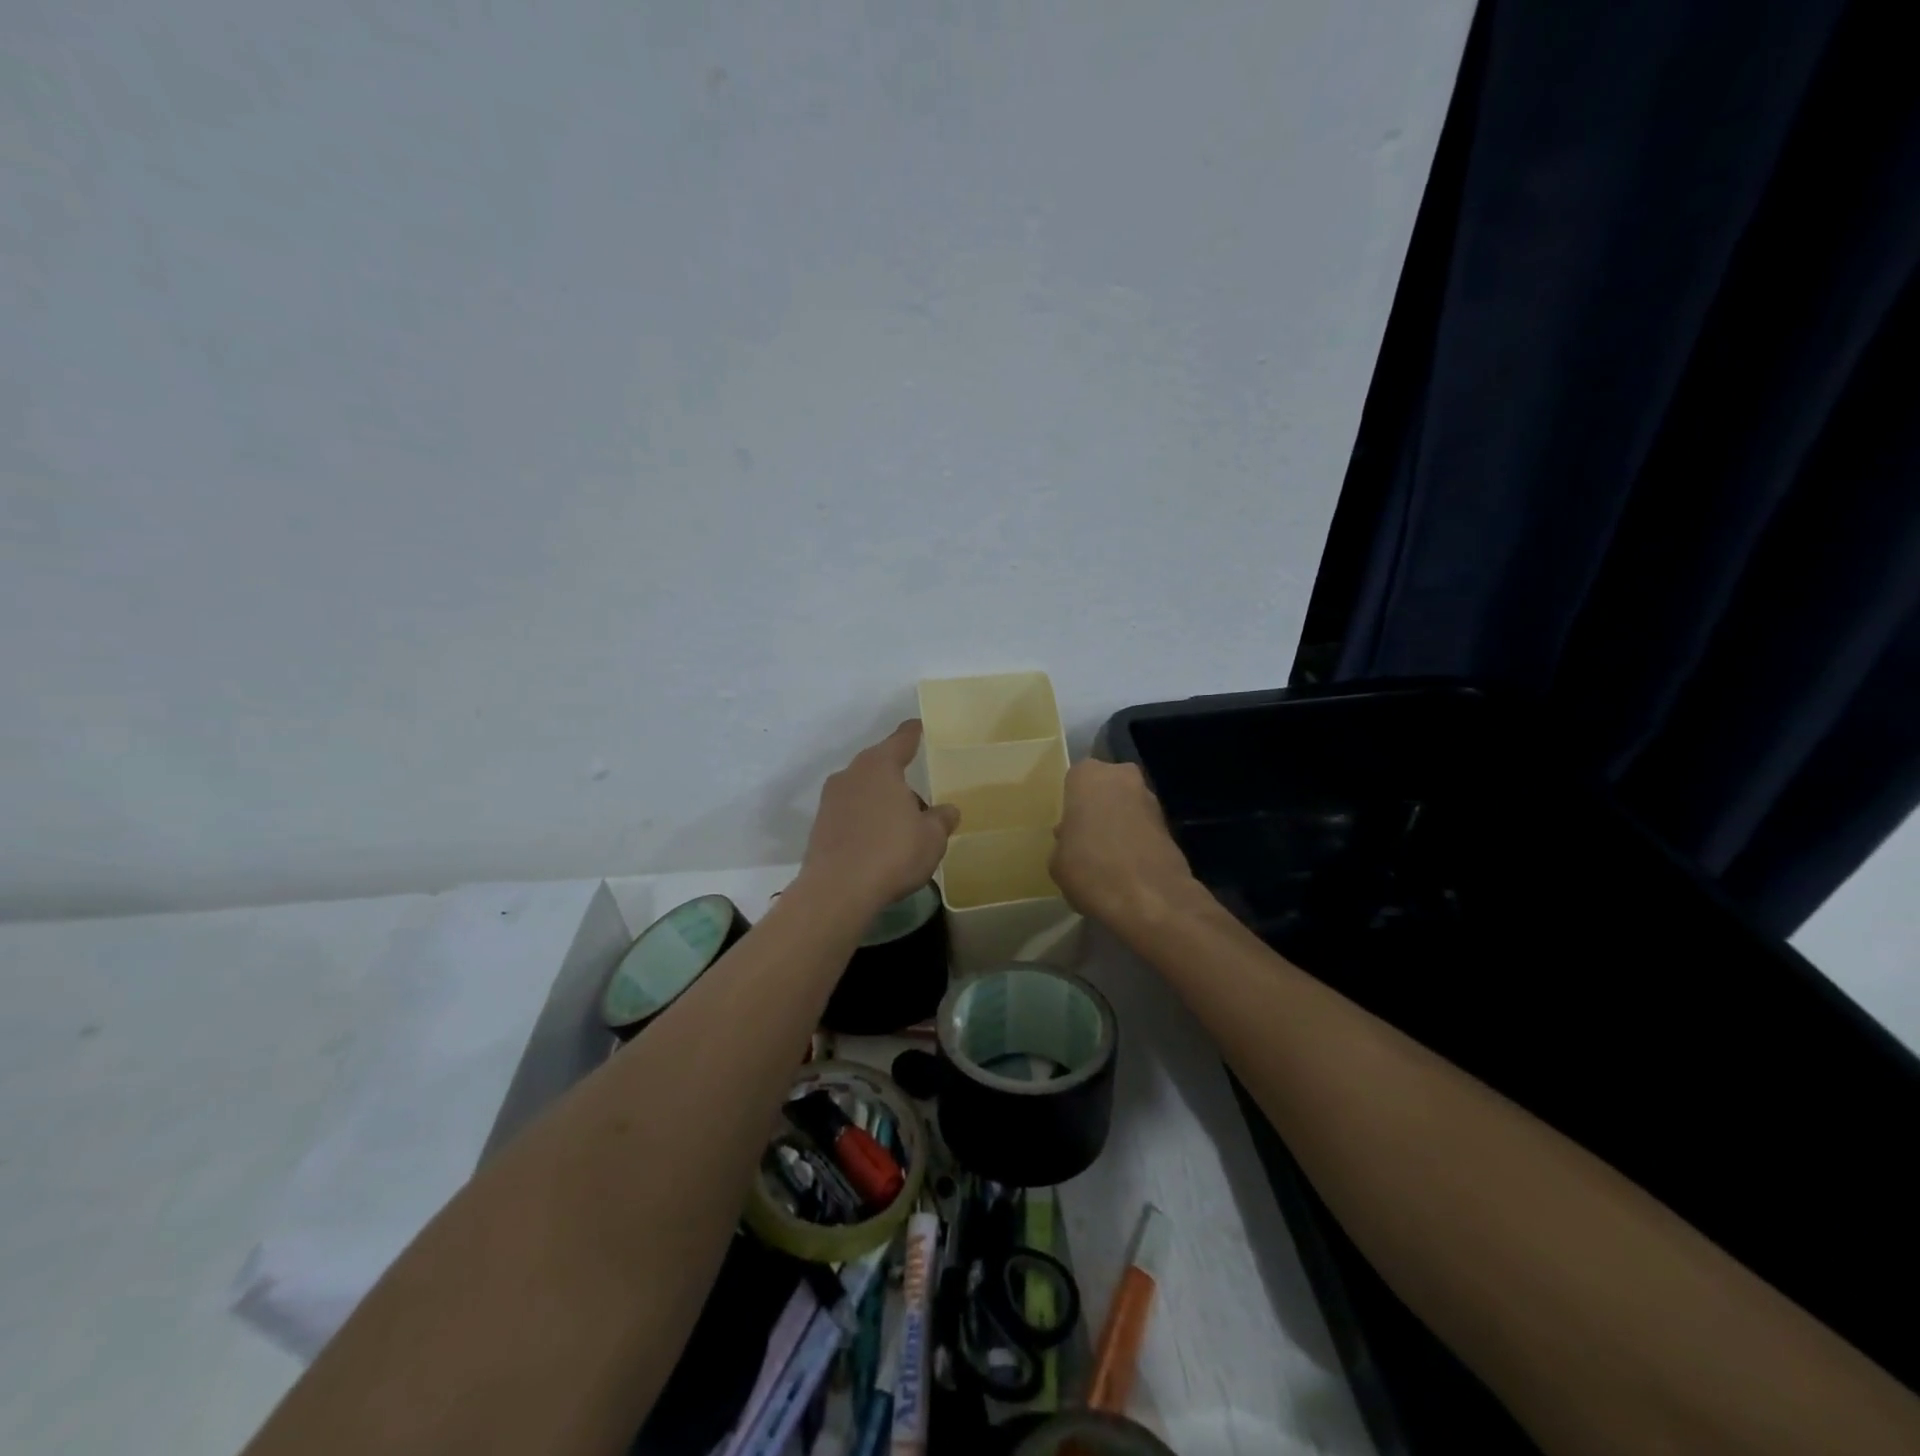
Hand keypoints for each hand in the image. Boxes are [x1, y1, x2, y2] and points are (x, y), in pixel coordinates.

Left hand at [798, 721, 960, 914]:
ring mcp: (830, 800)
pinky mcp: (819, 826)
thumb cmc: (892, 853)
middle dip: (897, 776)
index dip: (913, 733)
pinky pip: (850, 814)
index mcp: (880, 766)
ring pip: (863, 790)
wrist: (836, 891)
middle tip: (918, 792)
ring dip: (880, 801)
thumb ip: (941, 819)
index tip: (918, 726)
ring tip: (901, 823)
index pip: (901, 740)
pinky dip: (865, 820)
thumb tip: (947, 810)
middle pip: (879, 766)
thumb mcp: (931, 838)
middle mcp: (851, 774)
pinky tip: (878, 842)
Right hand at [1051, 760, 1198, 929]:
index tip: (1068, 827)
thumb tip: (1073, 841)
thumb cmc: (1090, 870)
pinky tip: (1126, 868)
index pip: (1075, 779)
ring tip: (1107, 858)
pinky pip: (1143, 828)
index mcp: (1088, 776)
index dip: (1072, 804)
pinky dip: (1136, 841)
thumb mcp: (1056, 861)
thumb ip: (1064, 842)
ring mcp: (1150, 799)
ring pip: (1127, 806)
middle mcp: (1122, 777)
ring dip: (1119, 824)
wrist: (1150, 898)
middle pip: (1105, 789)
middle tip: (1086, 839)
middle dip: (1098, 809)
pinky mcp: (1170, 825)